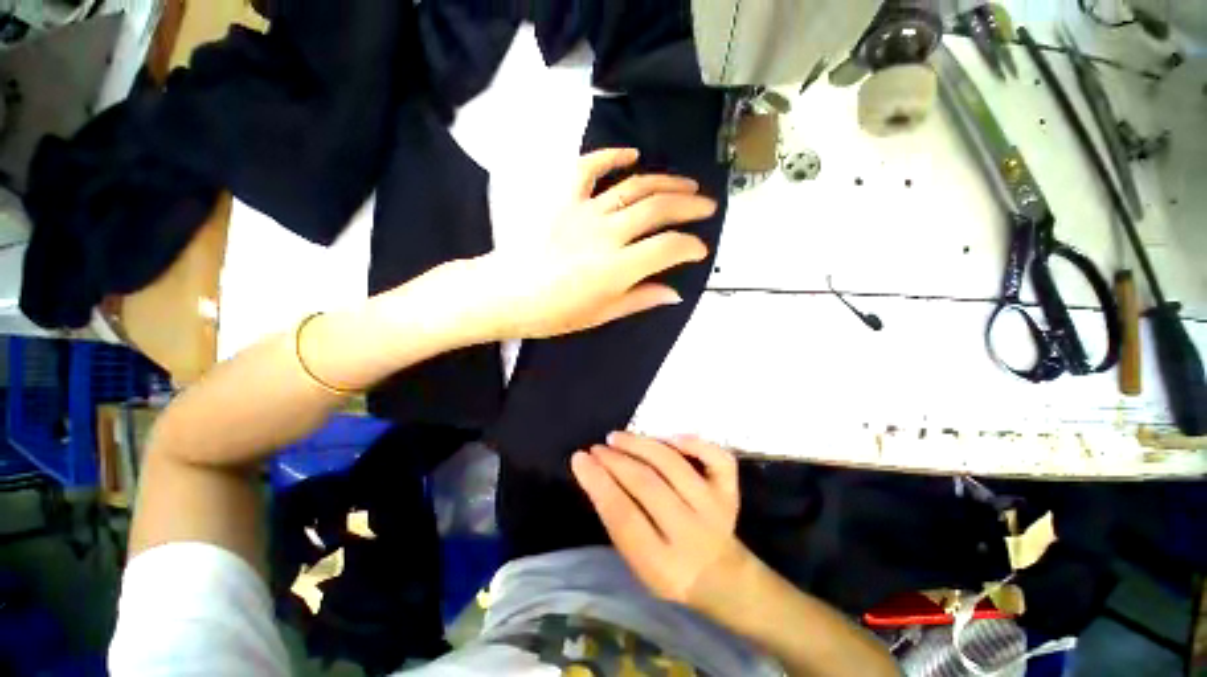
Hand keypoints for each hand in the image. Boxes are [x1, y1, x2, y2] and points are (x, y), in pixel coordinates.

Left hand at [467, 148, 715, 340]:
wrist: (507, 294)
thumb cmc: (554, 313)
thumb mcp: (602, 314)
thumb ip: (641, 299)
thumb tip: (675, 293)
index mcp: (617, 268)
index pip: (668, 248)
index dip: (690, 246)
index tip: (699, 249)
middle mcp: (606, 233)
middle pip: (658, 209)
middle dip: (689, 206)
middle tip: (706, 206)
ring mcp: (584, 211)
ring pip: (633, 186)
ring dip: (665, 182)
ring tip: (686, 184)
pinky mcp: (563, 199)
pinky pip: (588, 168)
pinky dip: (611, 156)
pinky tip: (631, 154)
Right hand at [571, 431, 750, 609]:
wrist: (722, 577)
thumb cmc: (669, 568)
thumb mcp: (638, 562)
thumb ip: (620, 521)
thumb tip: (597, 474)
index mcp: (662, 564)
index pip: (623, 516)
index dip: (598, 483)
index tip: (579, 458)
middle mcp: (691, 533)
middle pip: (648, 485)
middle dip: (616, 461)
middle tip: (596, 447)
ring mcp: (715, 509)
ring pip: (674, 465)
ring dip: (641, 445)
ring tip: (617, 437)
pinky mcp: (729, 492)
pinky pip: (717, 459)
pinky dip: (694, 443)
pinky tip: (670, 437)